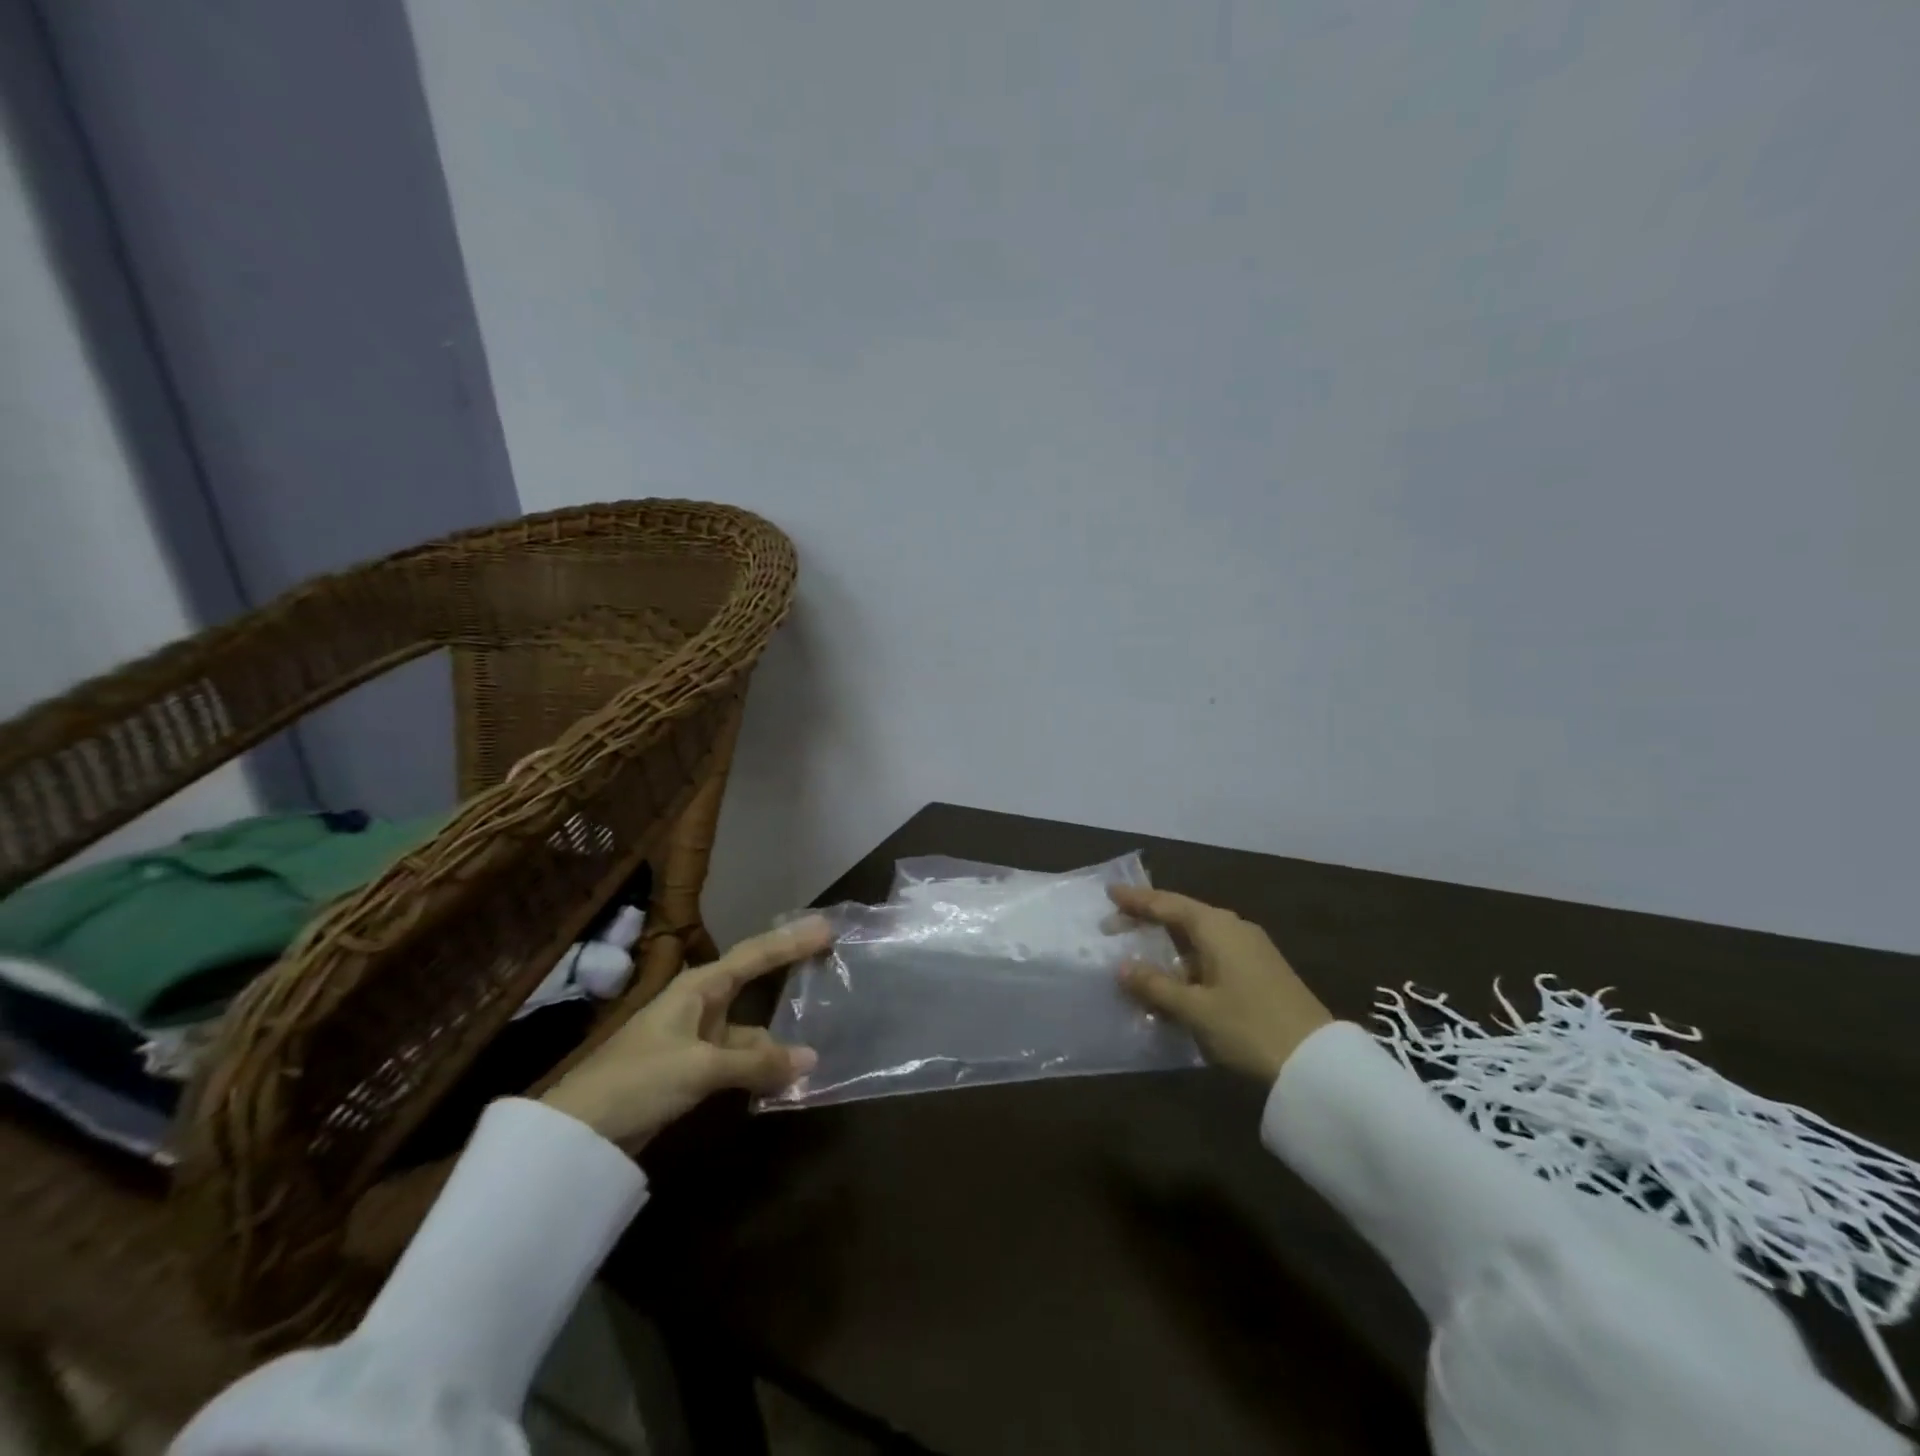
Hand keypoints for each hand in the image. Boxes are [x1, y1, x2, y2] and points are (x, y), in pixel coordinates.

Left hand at [542, 917, 830, 1149]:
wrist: (577, 1132)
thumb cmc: (638, 1080)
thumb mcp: (700, 1067)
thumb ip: (756, 1062)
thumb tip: (811, 1059)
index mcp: (699, 987)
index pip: (755, 954)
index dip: (792, 941)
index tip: (827, 927)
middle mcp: (701, 1004)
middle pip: (755, 981)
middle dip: (790, 970)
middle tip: (830, 959)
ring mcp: (697, 1038)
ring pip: (750, 1028)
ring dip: (779, 1037)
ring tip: (821, 1037)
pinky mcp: (693, 1069)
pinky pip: (740, 1058)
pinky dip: (762, 1065)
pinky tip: (785, 1077)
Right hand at [1109, 885, 1331, 1084]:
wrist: (1316, 1063)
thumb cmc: (1249, 1027)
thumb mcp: (1195, 1009)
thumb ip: (1156, 985)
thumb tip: (1122, 966)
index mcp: (1216, 927)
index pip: (1167, 904)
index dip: (1136, 899)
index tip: (1109, 892)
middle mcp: (1233, 928)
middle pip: (1182, 916)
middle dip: (1148, 920)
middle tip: (1114, 926)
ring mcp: (1250, 950)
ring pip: (1198, 938)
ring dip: (1167, 946)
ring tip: (1138, 957)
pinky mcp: (1260, 972)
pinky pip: (1212, 956)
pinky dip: (1187, 963)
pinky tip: (1174, 983)